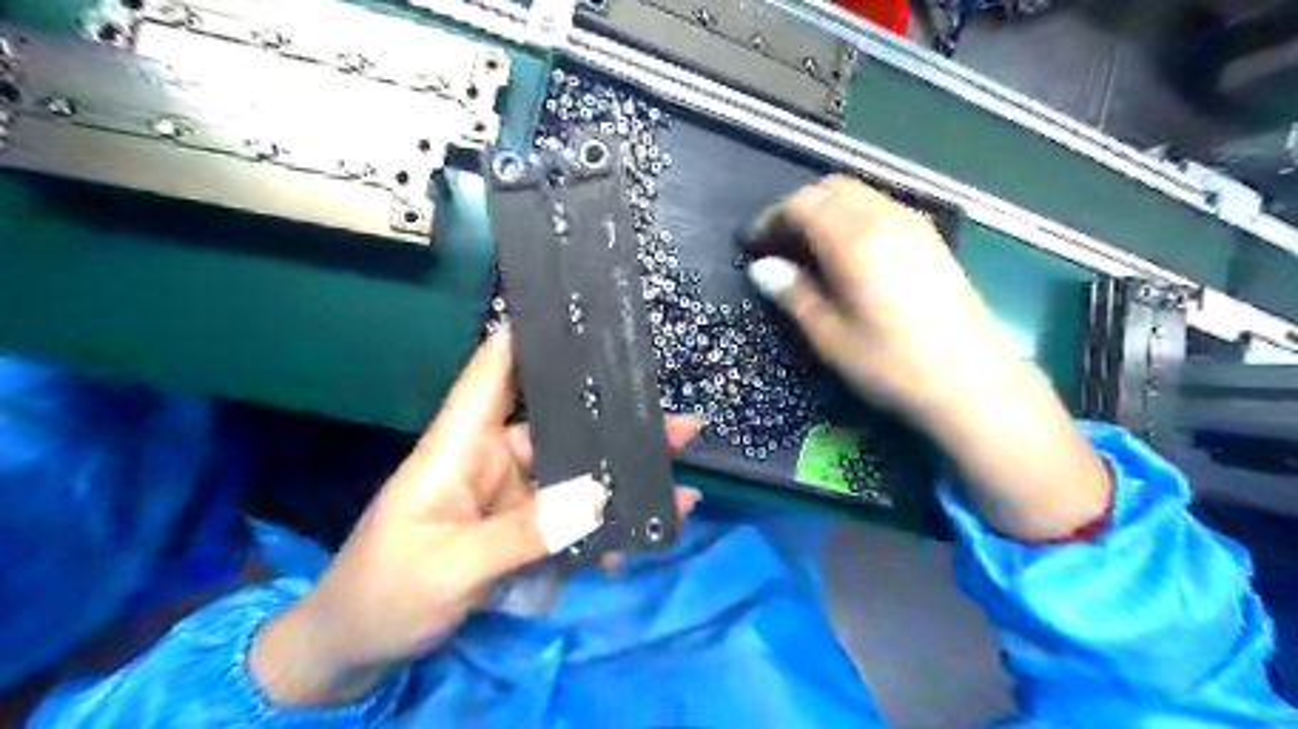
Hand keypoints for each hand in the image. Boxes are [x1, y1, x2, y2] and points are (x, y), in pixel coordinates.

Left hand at [251, 330, 700, 704]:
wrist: (356, 651)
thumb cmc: (384, 594)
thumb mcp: (449, 566)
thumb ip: (522, 533)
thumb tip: (597, 496)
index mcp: (458, 447)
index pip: (491, 374)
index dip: (525, 337)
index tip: (575, 313)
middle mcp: (490, 460)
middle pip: (558, 427)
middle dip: (615, 423)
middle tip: (678, 423)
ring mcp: (510, 498)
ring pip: (574, 475)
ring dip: (622, 478)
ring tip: (680, 480)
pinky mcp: (521, 530)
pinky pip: (571, 519)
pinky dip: (606, 526)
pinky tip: (644, 531)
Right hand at [746, 176, 1110, 541]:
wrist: (972, 381)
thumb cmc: (891, 363)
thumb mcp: (829, 336)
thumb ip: (793, 293)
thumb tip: (762, 267)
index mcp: (854, 238)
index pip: (802, 204)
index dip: (771, 220)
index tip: (751, 246)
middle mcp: (886, 217)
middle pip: (831, 188)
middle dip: (797, 209)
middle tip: (777, 246)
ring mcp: (914, 224)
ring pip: (858, 195)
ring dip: (825, 212)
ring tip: (806, 251)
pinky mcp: (930, 239)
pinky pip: (880, 209)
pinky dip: (852, 219)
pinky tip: (846, 256)